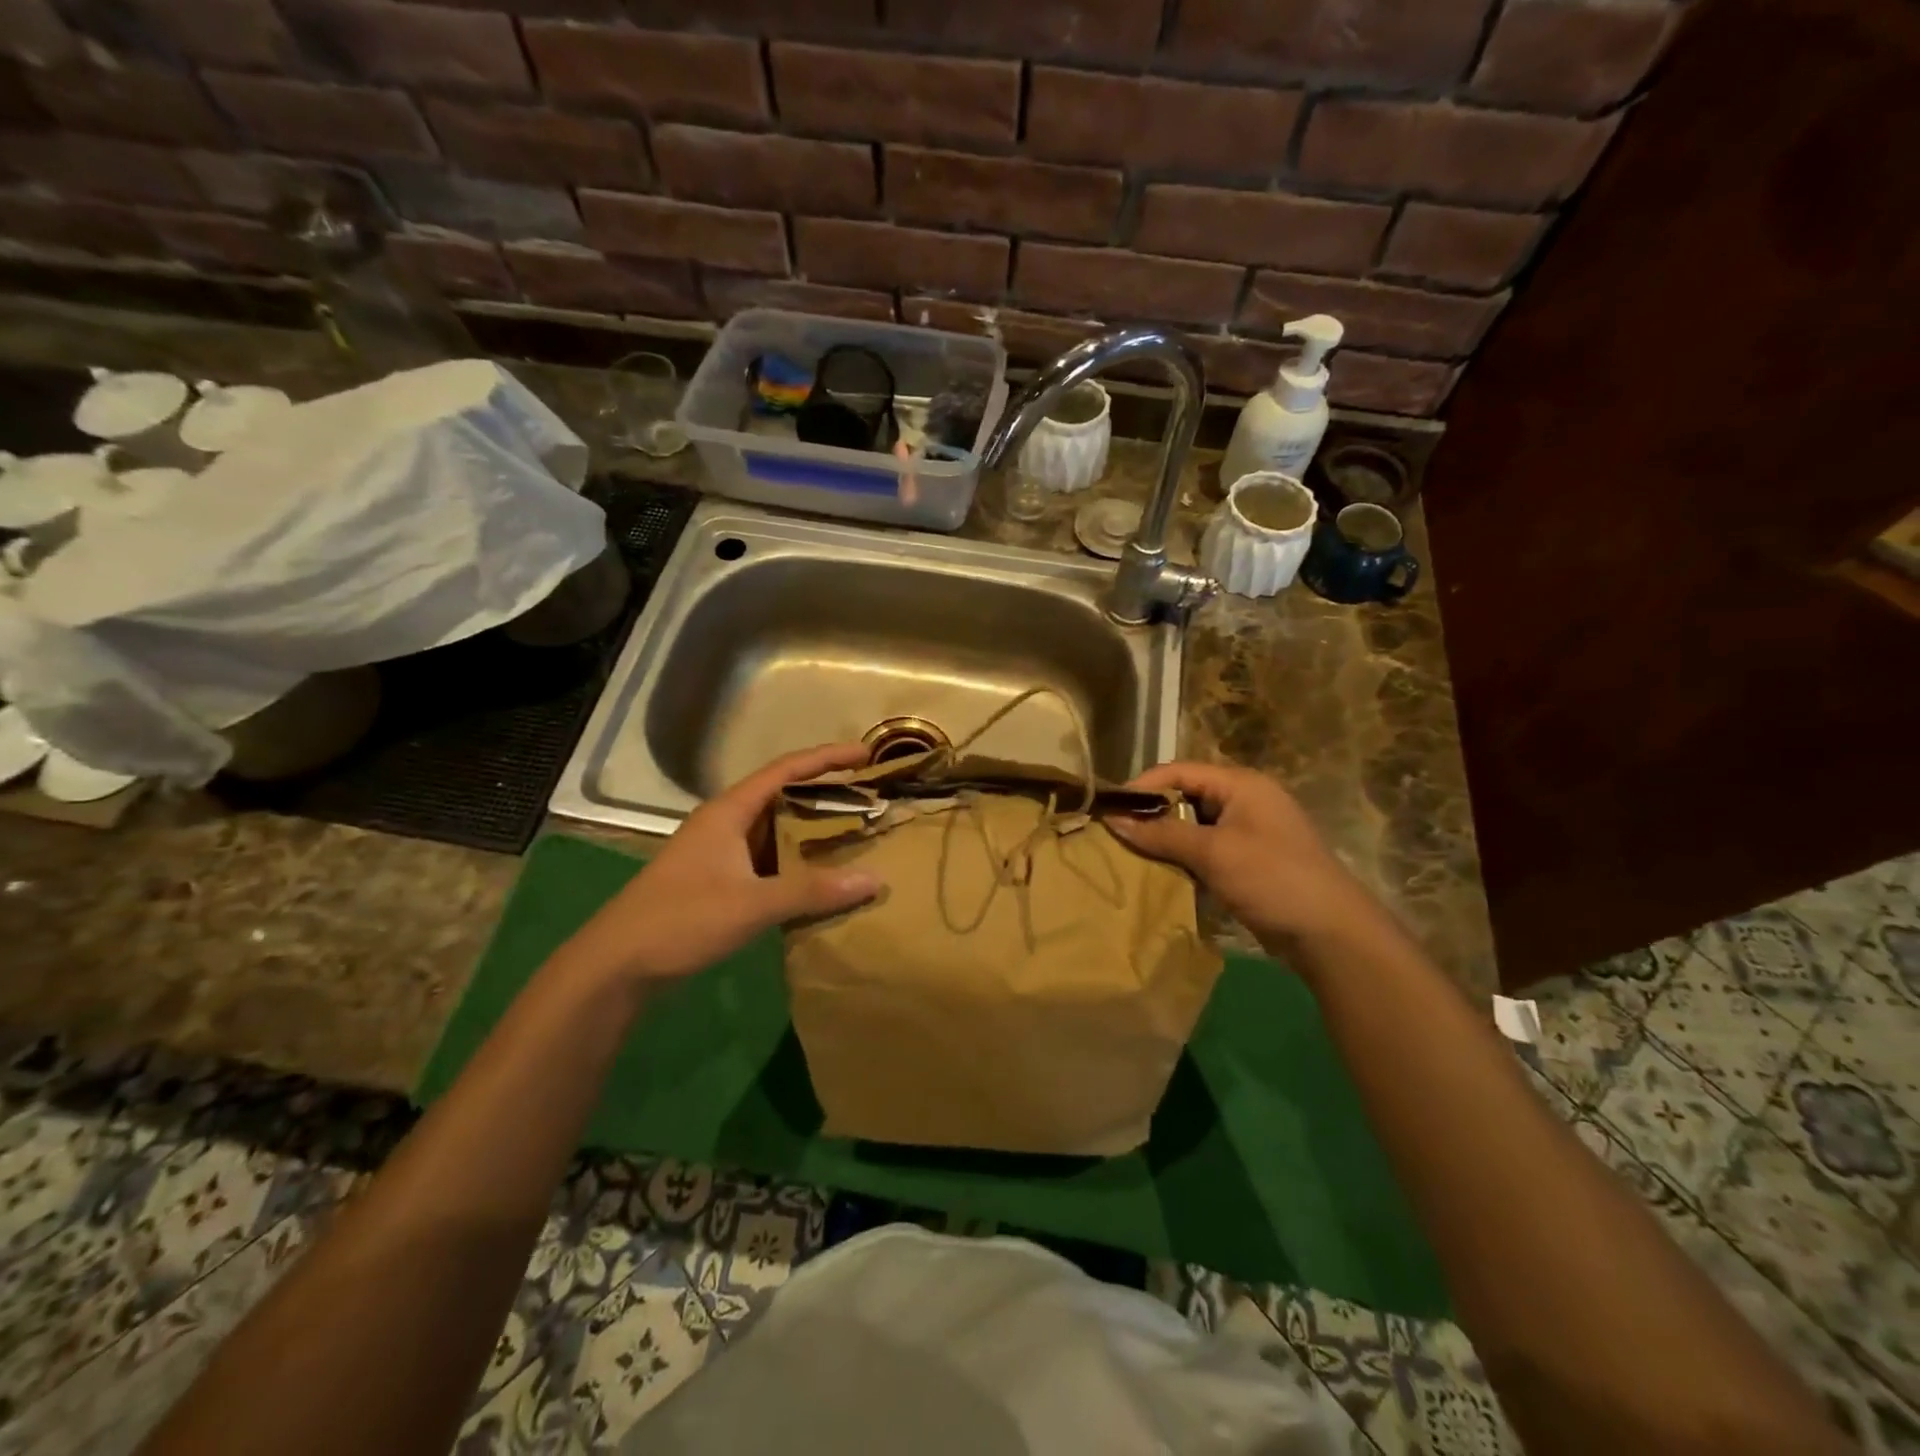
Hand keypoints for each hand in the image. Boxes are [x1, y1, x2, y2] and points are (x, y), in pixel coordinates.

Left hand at [562, 743, 881, 983]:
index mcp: (729, 811)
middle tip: (870, 796)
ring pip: (776, 828)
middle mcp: (725, 823)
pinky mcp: (718, 880)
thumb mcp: (752, 904)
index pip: (786, 769)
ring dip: (812, 828)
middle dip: (826, 792)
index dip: (827, 757)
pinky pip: (768, 858)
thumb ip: (813, 891)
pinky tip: (822, 875)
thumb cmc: (681, 920)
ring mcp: (720, 852)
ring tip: (855, 831)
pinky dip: (797, 860)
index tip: (867, 753)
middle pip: (783, 794)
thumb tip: (875, 880)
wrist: (617, 965)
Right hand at [1105, 761, 1380, 950]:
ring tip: (1130, 854)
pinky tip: (1160, 873)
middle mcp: (1244, 800)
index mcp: (1241, 784)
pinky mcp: (1248, 861)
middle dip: (1150, 813)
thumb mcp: (1213, 852)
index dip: (1143, 786)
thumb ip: (1162, 834)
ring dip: (1164, 838)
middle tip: (1116, 834)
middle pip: (1185, 796)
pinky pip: (1205, 849)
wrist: (1330, 933)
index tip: (1110, 810)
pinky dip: (1182, 857)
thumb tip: (1112, 820)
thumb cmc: (1272, 878)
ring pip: (1193, 825)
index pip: (1179, 771)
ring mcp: (1248, 832)